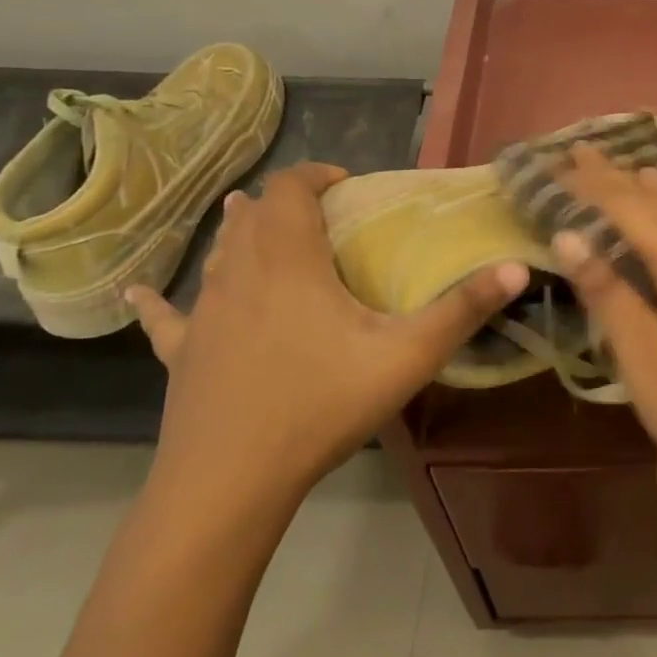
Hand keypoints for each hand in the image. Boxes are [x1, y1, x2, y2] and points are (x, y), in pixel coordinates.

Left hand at [127, 163, 526, 509]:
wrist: (230, 481)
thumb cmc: (321, 405)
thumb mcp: (406, 356)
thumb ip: (463, 309)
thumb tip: (517, 267)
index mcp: (290, 261)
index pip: (291, 189)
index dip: (316, 174)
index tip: (347, 184)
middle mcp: (240, 274)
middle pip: (252, 215)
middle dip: (283, 201)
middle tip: (321, 213)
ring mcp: (204, 314)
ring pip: (218, 255)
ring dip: (239, 233)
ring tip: (255, 224)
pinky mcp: (181, 354)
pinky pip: (166, 317)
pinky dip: (160, 299)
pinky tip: (138, 292)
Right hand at [552, 147, 656, 533]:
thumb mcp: (648, 359)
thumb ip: (609, 294)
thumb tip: (569, 235)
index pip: (629, 209)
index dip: (588, 186)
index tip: (549, 165)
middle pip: (653, 205)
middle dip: (612, 177)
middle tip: (575, 148)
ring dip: (635, 190)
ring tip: (612, 164)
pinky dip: (656, 214)